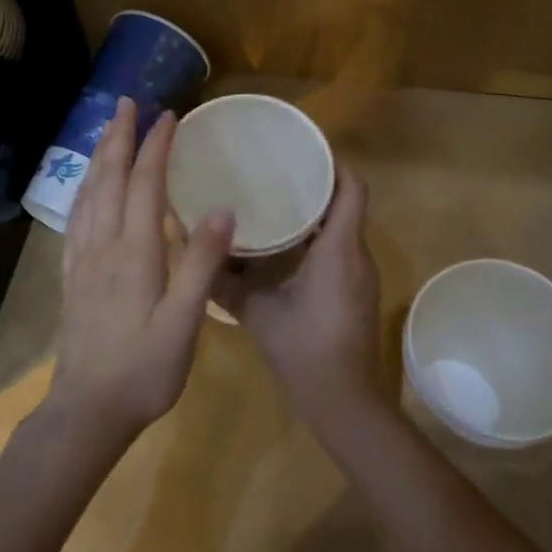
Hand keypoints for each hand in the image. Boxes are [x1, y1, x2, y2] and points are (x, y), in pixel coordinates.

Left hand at [45, 97, 235, 447]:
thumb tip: (225, 208)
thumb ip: (202, 264)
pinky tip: (88, 188)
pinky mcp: (73, 277)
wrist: (87, 411)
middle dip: (118, 136)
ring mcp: (82, 261)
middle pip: (108, 179)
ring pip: (88, 194)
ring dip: (99, 156)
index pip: (144, 184)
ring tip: (107, 129)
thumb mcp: (184, 322)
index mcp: (133, 252)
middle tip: (127, 102)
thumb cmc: (144, 370)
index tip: (169, 115)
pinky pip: (76, 217)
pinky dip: (84, 188)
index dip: (155, 146)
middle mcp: (103, 246)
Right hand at [220, 170, 387, 427]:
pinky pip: (340, 248)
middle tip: (276, 170)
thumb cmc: (304, 350)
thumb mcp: (257, 312)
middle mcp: (356, 254)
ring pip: (343, 226)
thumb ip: (224, 281)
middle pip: (346, 201)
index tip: (300, 149)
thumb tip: (191, 249)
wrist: (345, 402)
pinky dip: (317, 237)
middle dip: (316, 182)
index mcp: (338, 249)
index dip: (333, 162)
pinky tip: (285, 244)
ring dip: (316, 210)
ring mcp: (360, 274)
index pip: (352, 187)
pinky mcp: (355, 291)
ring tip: (276, 198)